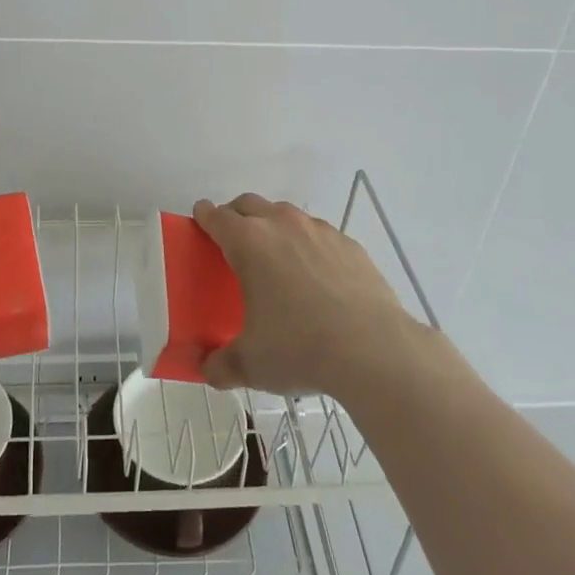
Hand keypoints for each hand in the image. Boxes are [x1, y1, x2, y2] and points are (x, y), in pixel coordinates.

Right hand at [192, 193, 427, 398]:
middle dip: (236, 215)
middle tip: (232, 239)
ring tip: (275, 259)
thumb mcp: (251, 364)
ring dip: (274, 226)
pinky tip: (316, 276)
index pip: (217, 217)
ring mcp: (319, 231)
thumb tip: (207, 370)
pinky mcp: (350, 245)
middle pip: (250, 204)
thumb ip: (221, 364)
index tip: (200, 218)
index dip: (205, 216)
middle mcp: (282, 225)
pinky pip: (320, 235)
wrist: (373, 349)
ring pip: (287, 215)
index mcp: (249, 243)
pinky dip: (309, 246)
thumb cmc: (299, 348)